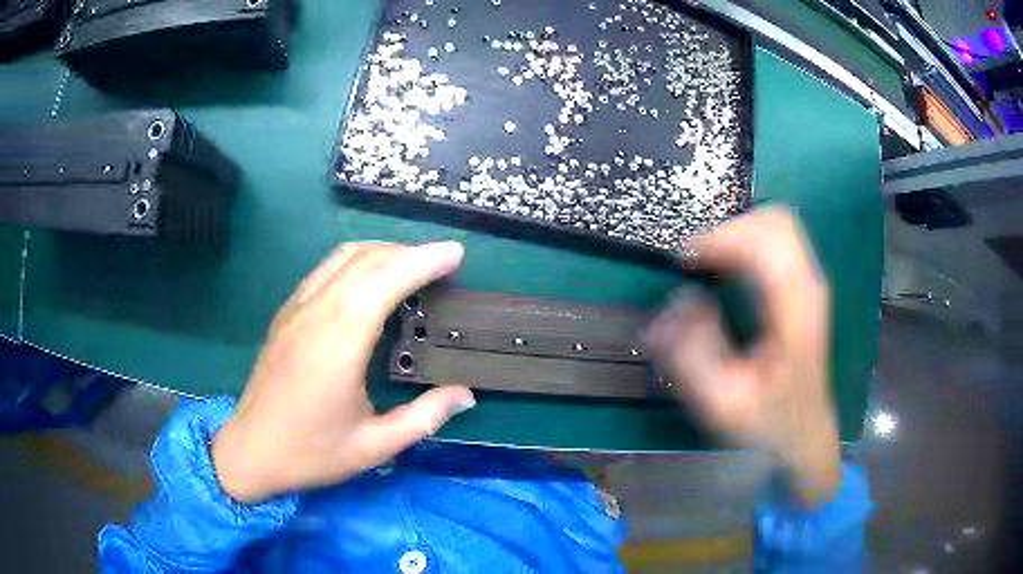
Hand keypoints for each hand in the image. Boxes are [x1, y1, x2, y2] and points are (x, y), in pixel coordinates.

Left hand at [211, 242, 475, 502]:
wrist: (249, 451)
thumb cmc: (310, 452)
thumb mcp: (373, 446)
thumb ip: (423, 418)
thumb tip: (466, 394)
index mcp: (338, 345)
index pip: (384, 282)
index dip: (422, 261)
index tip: (455, 254)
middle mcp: (315, 315)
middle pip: (365, 259)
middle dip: (409, 251)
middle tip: (443, 263)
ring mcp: (296, 310)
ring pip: (342, 258)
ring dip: (382, 252)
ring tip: (413, 266)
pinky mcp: (286, 314)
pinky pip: (325, 270)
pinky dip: (356, 262)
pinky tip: (370, 281)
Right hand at [646, 207, 840, 504]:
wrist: (804, 435)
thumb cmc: (768, 422)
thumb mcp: (721, 403)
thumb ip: (693, 353)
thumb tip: (680, 301)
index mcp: (796, 310)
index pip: (765, 242)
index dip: (721, 239)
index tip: (685, 260)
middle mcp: (809, 285)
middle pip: (775, 221)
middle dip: (729, 229)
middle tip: (696, 260)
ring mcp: (811, 283)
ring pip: (778, 225)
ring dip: (738, 233)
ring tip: (708, 262)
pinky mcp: (805, 287)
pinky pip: (778, 241)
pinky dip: (748, 241)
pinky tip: (728, 268)